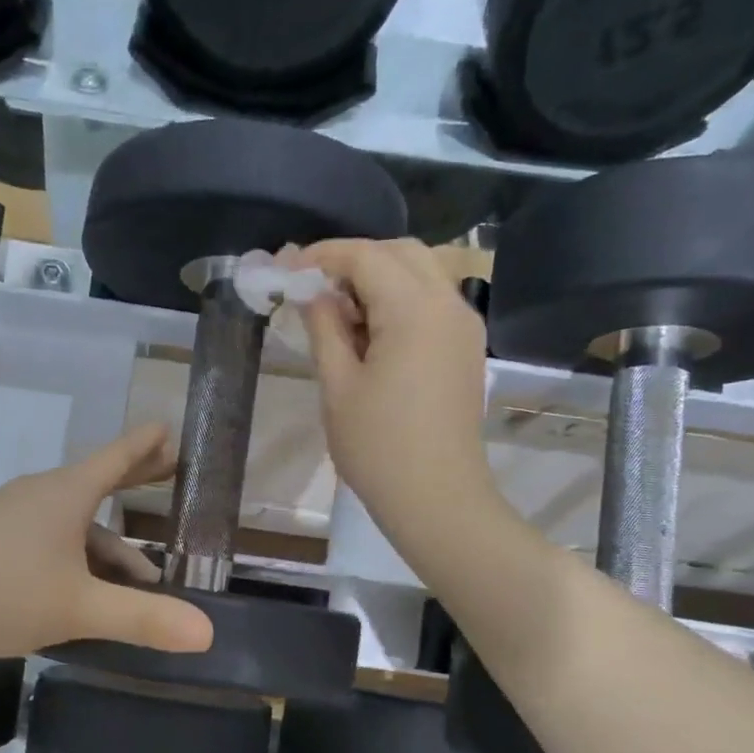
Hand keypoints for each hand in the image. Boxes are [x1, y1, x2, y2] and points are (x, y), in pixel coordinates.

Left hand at [0, 424, 214, 668]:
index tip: (170, 428)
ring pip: (74, 523)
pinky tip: (84, 589)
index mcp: (64, 494)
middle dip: (135, 478)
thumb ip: (143, 619)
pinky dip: (78, 556)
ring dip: (110, 546)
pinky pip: (49, 537)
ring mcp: (11, 516)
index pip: (117, 457)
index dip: (146, 444)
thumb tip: (208, 632)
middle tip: (170, 468)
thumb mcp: (79, 609)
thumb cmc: (0, 595)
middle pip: (98, 482)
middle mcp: (39, 495)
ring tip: (141, 580)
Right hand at [296, 238, 501, 543]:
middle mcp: (448, 305)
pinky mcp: (466, 349)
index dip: (323, 256)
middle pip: (400, 254)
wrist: (436, 498)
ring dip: (378, 279)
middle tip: (312, 288)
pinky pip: (432, 303)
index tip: (287, 269)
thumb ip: (325, 328)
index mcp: (414, 310)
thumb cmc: (378, 447)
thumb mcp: (337, 385)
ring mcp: (464, 326)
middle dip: (354, 260)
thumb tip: (313, 293)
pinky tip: (370, 333)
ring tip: (338, 314)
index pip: (366, 257)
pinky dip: (400, 301)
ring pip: (421, 274)